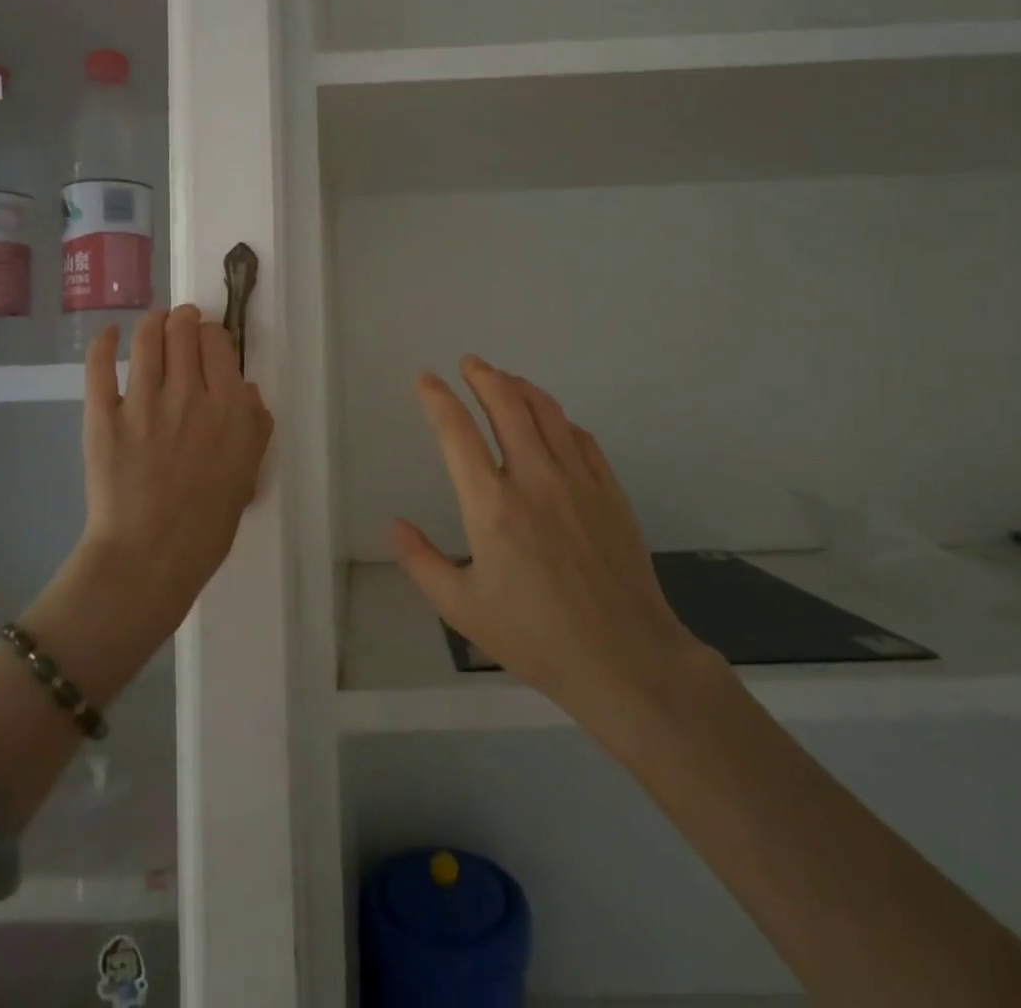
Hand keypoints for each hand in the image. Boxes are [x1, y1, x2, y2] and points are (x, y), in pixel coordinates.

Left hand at [73, 305, 274, 644]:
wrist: (150, 558)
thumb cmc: (208, 523)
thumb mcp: (249, 472)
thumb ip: (255, 425)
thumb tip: (245, 389)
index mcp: (229, 407)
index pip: (218, 344)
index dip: (213, 334)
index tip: (210, 341)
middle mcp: (189, 394)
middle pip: (184, 331)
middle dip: (184, 319)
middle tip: (182, 323)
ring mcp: (143, 402)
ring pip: (147, 338)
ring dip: (152, 321)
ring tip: (154, 321)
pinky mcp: (103, 416)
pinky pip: (100, 366)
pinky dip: (104, 342)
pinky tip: (110, 333)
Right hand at [393, 356, 708, 736]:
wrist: (624, 658)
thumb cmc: (535, 636)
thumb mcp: (462, 609)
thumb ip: (422, 563)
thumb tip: (396, 525)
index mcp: (491, 505)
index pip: (457, 432)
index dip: (437, 398)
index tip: (425, 380)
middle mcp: (534, 478)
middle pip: (506, 404)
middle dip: (483, 376)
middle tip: (469, 363)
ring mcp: (577, 480)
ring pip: (546, 412)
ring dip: (520, 387)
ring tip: (504, 379)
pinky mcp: (610, 490)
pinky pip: (580, 437)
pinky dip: (558, 418)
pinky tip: (551, 421)